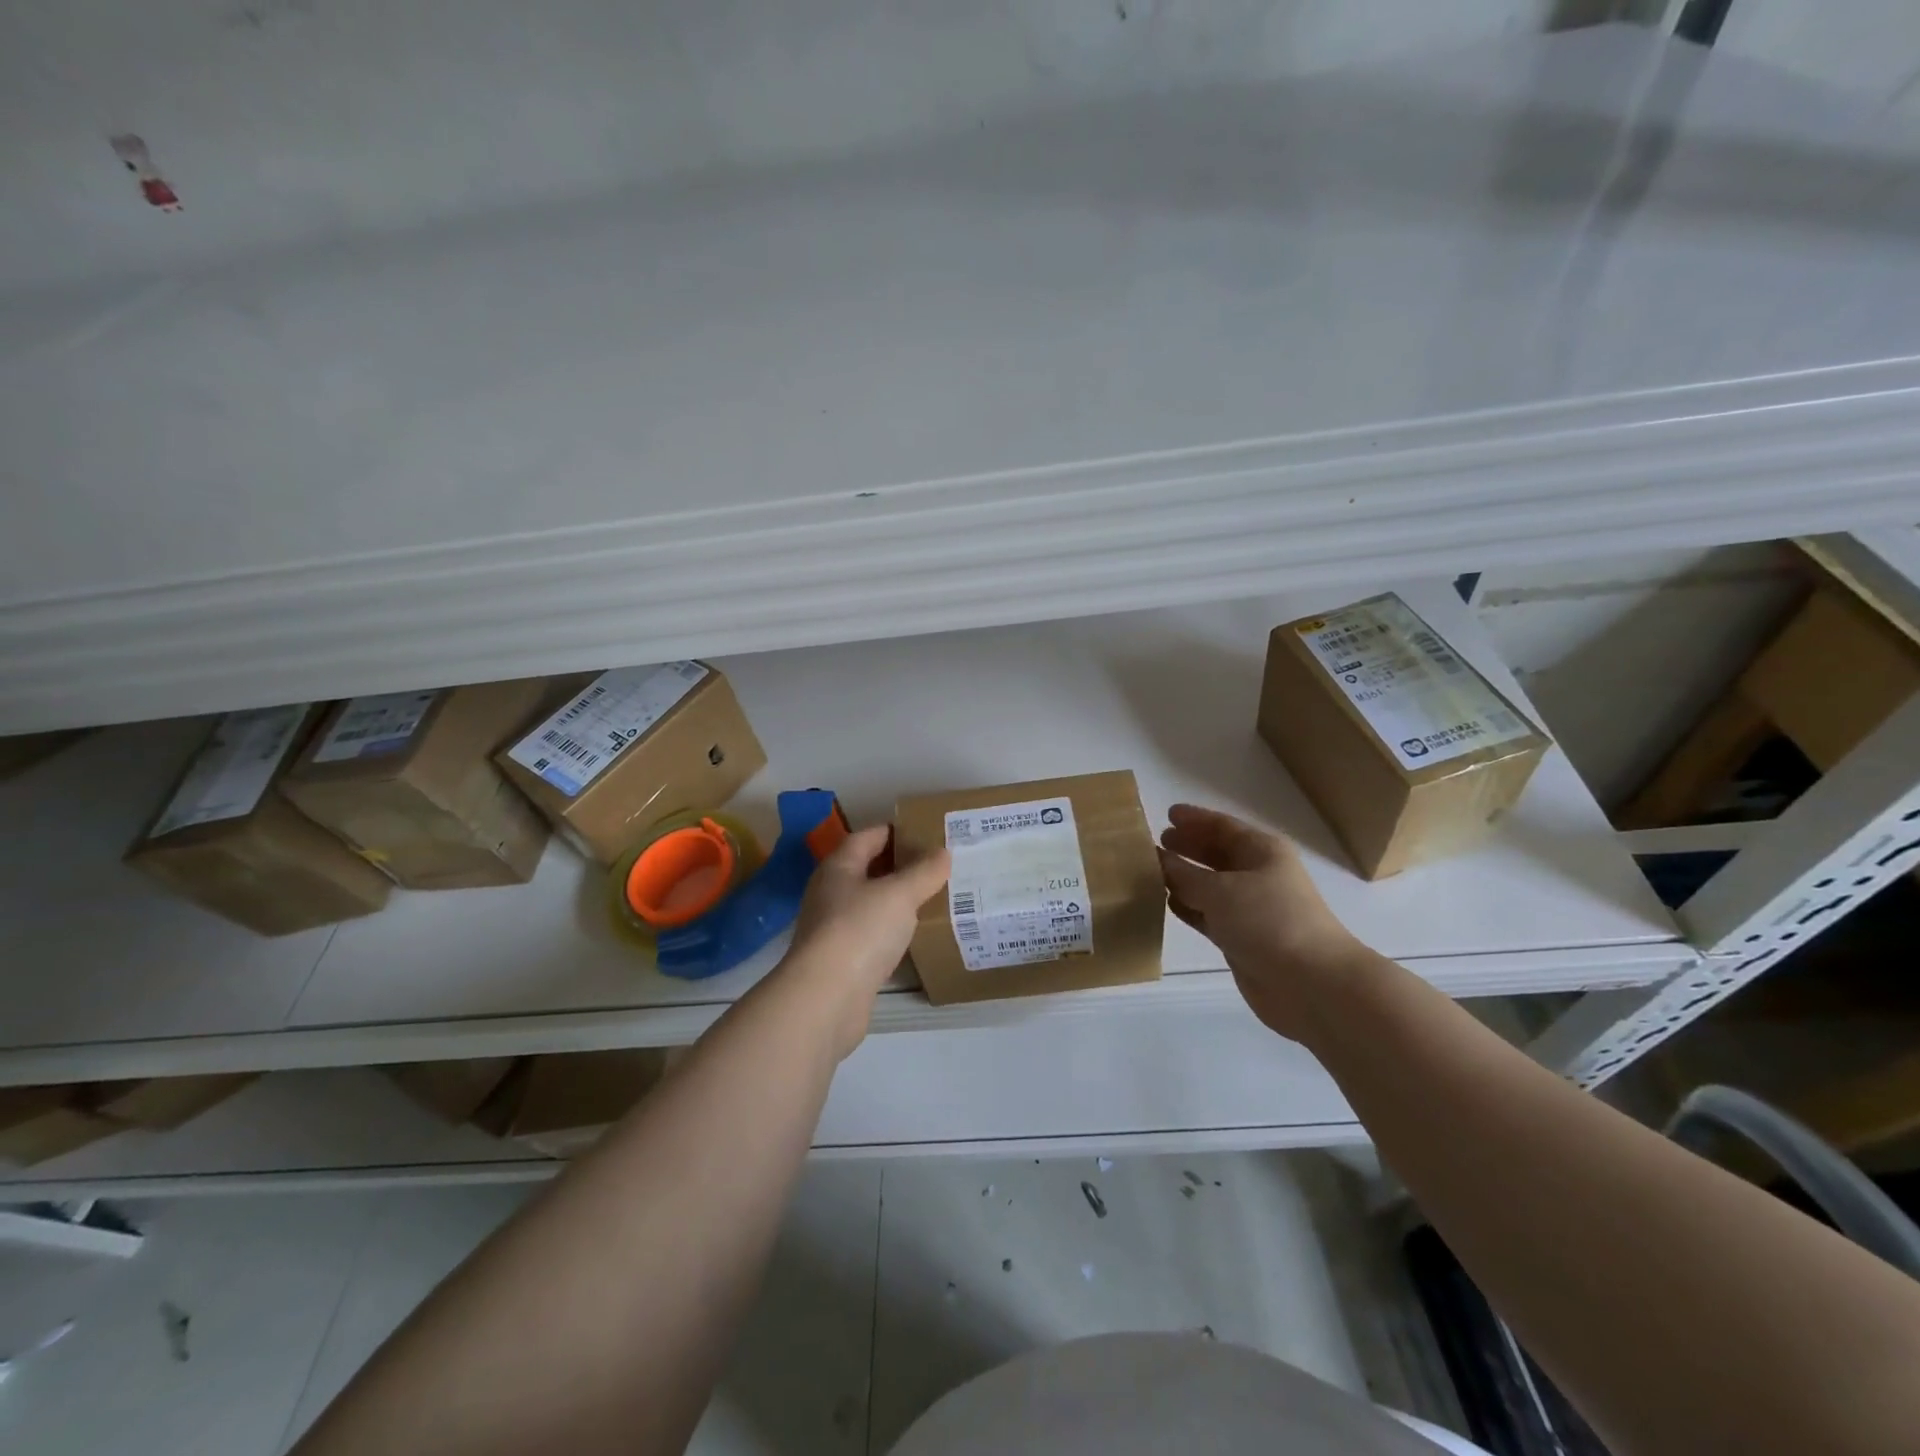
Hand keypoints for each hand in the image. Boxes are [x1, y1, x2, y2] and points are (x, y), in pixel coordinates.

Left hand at [777, 825, 950, 1060]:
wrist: (826, 998)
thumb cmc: (860, 930)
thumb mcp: (899, 894)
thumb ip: (924, 871)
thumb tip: (943, 851)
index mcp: (839, 867)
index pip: (867, 837)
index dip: (895, 831)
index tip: (927, 833)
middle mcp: (831, 893)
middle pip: (868, 869)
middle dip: (901, 866)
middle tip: (938, 865)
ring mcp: (834, 928)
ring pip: (871, 904)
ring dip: (898, 900)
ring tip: (934, 897)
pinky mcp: (843, 960)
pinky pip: (873, 934)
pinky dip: (893, 930)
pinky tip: (916, 935)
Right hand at [1158, 803, 1368, 1039]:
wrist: (1311, 984)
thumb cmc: (1268, 921)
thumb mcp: (1220, 891)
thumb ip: (1183, 874)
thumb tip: (1157, 858)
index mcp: (1262, 851)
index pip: (1222, 826)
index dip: (1195, 819)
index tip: (1167, 814)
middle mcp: (1258, 874)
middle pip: (1217, 854)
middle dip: (1188, 847)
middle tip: (1156, 843)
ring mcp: (1251, 908)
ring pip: (1210, 886)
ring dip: (1184, 880)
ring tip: (1150, 873)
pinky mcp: (1242, 938)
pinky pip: (1209, 914)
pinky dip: (1189, 908)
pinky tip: (1167, 905)